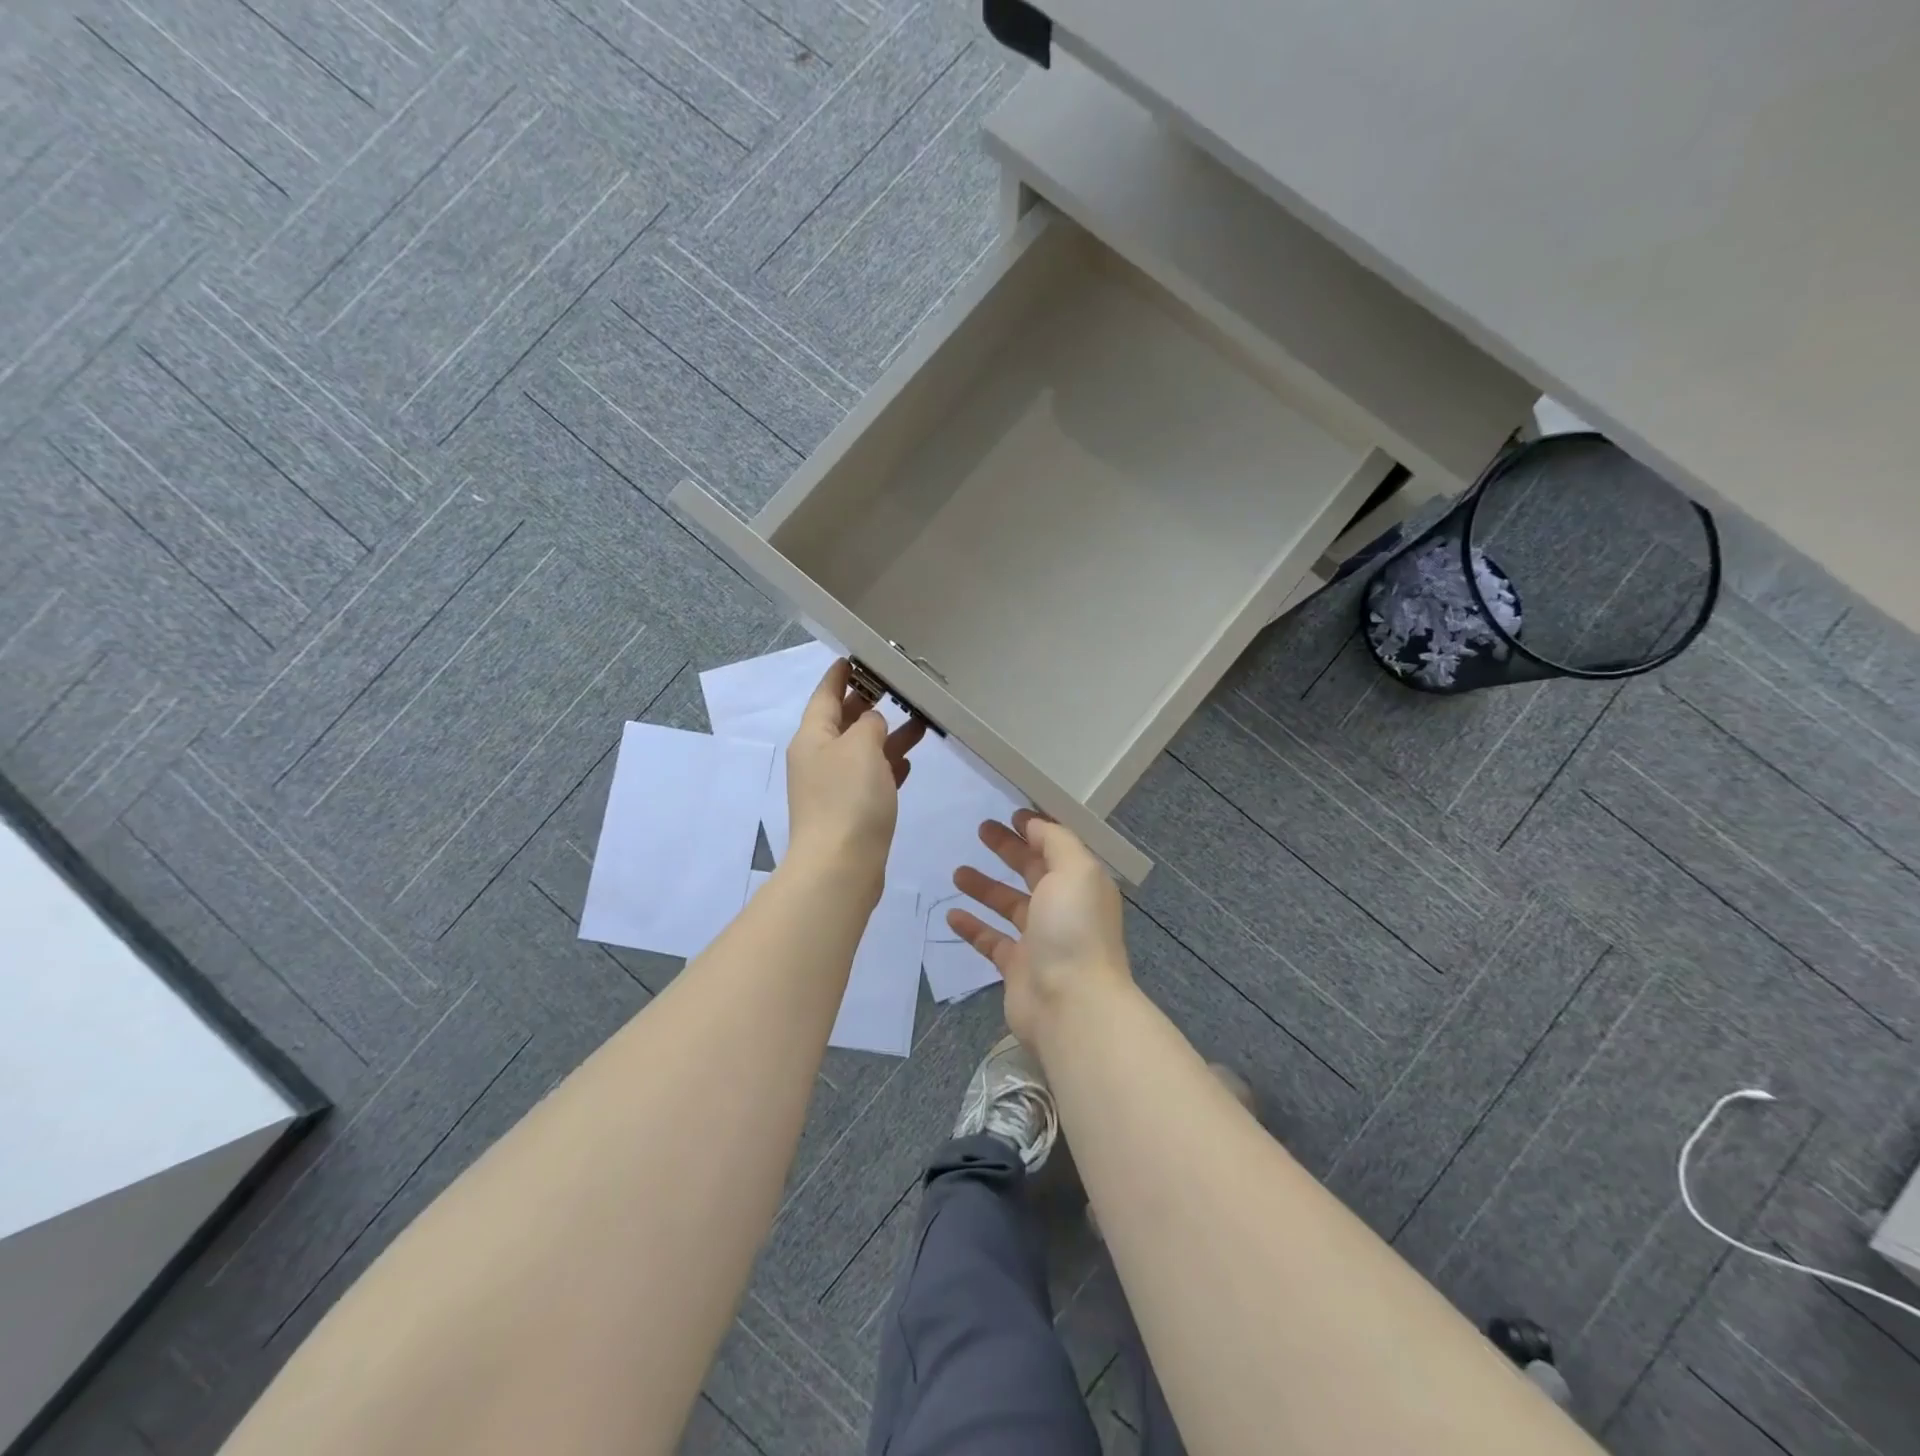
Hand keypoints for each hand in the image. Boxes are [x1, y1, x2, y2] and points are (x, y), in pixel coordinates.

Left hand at [784, 659, 924, 882]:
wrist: (840, 867)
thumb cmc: (848, 799)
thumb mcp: (861, 747)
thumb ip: (869, 724)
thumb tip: (872, 722)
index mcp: (813, 738)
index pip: (825, 695)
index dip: (840, 675)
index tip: (856, 657)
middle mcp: (819, 759)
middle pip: (844, 722)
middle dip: (868, 703)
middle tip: (897, 686)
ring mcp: (834, 788)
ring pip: (863, 751)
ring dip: (886, 735)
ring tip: (919, 721)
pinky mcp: (851, 812)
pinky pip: (871, 779)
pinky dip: (888, 766)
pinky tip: (909, 761)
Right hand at [946, 809, 1132, 1048]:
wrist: (1071, 1005)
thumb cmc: (1074, 929)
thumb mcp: (1074, 869)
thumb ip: (1056, 841)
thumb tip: (1035, 824)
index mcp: (1080, 883)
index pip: (1057, 848)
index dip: (1036, 829)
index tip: (1010, 814)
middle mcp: (1063, 908)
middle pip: (1032, 871)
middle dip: (1009, 849)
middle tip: (981, 830)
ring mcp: (1040, 940)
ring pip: (1008, 905)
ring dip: (985, 886)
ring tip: (958, 872)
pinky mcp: (1017, 967)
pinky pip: (991, 940)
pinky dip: (973, 926)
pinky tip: (951, 914)